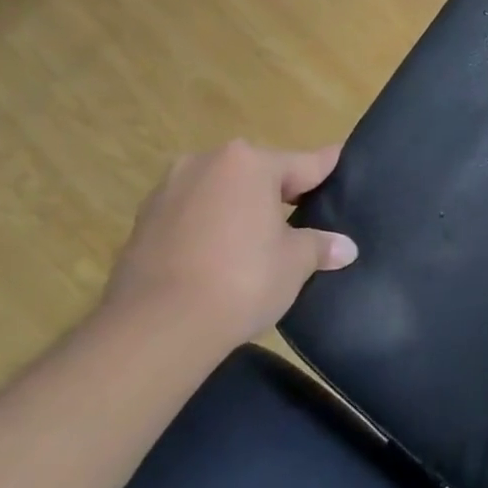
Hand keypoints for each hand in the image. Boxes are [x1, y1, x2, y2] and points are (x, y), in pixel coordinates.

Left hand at [103, 141, 356, 351]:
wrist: (156, 328)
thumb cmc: (241, 280)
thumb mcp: (295, 263)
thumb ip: (319, 246)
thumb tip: (345, 248)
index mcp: (250, 163)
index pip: (303, 164)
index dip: (326, 168)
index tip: (340, 159)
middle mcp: (206, 163)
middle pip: (257, 174)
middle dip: (279, 194)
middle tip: (303, 220)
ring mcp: (168, 191)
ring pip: (220, 193)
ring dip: (239, 210)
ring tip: (258, 243)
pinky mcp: (142, 222)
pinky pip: (191, 216)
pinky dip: (209, 229)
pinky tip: (220, 258)